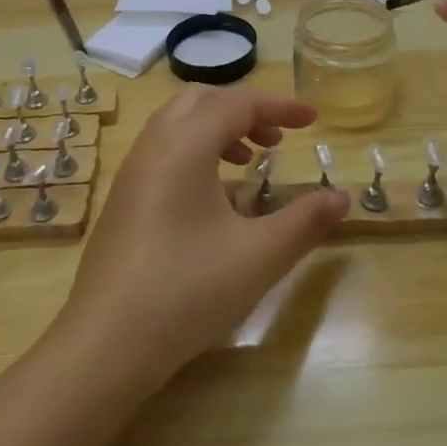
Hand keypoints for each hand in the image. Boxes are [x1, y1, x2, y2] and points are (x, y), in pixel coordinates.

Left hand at [55, 86, 348, 386]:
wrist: (104, 344)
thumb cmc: (186, 291)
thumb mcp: (259, 257)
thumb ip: (305, 222)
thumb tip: (342, 197)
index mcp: (185, 144)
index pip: (238, 103)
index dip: (280, 106)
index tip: (313, 120)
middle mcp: (154, 144)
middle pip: (203, 100)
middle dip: (245, 110)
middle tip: (278, 138)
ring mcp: (132, 170)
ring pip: (178, 123)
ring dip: (218, 128)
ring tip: (249, 161)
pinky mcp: (122, 197)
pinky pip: (163, 148)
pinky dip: (195, 149)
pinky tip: (213, 196)